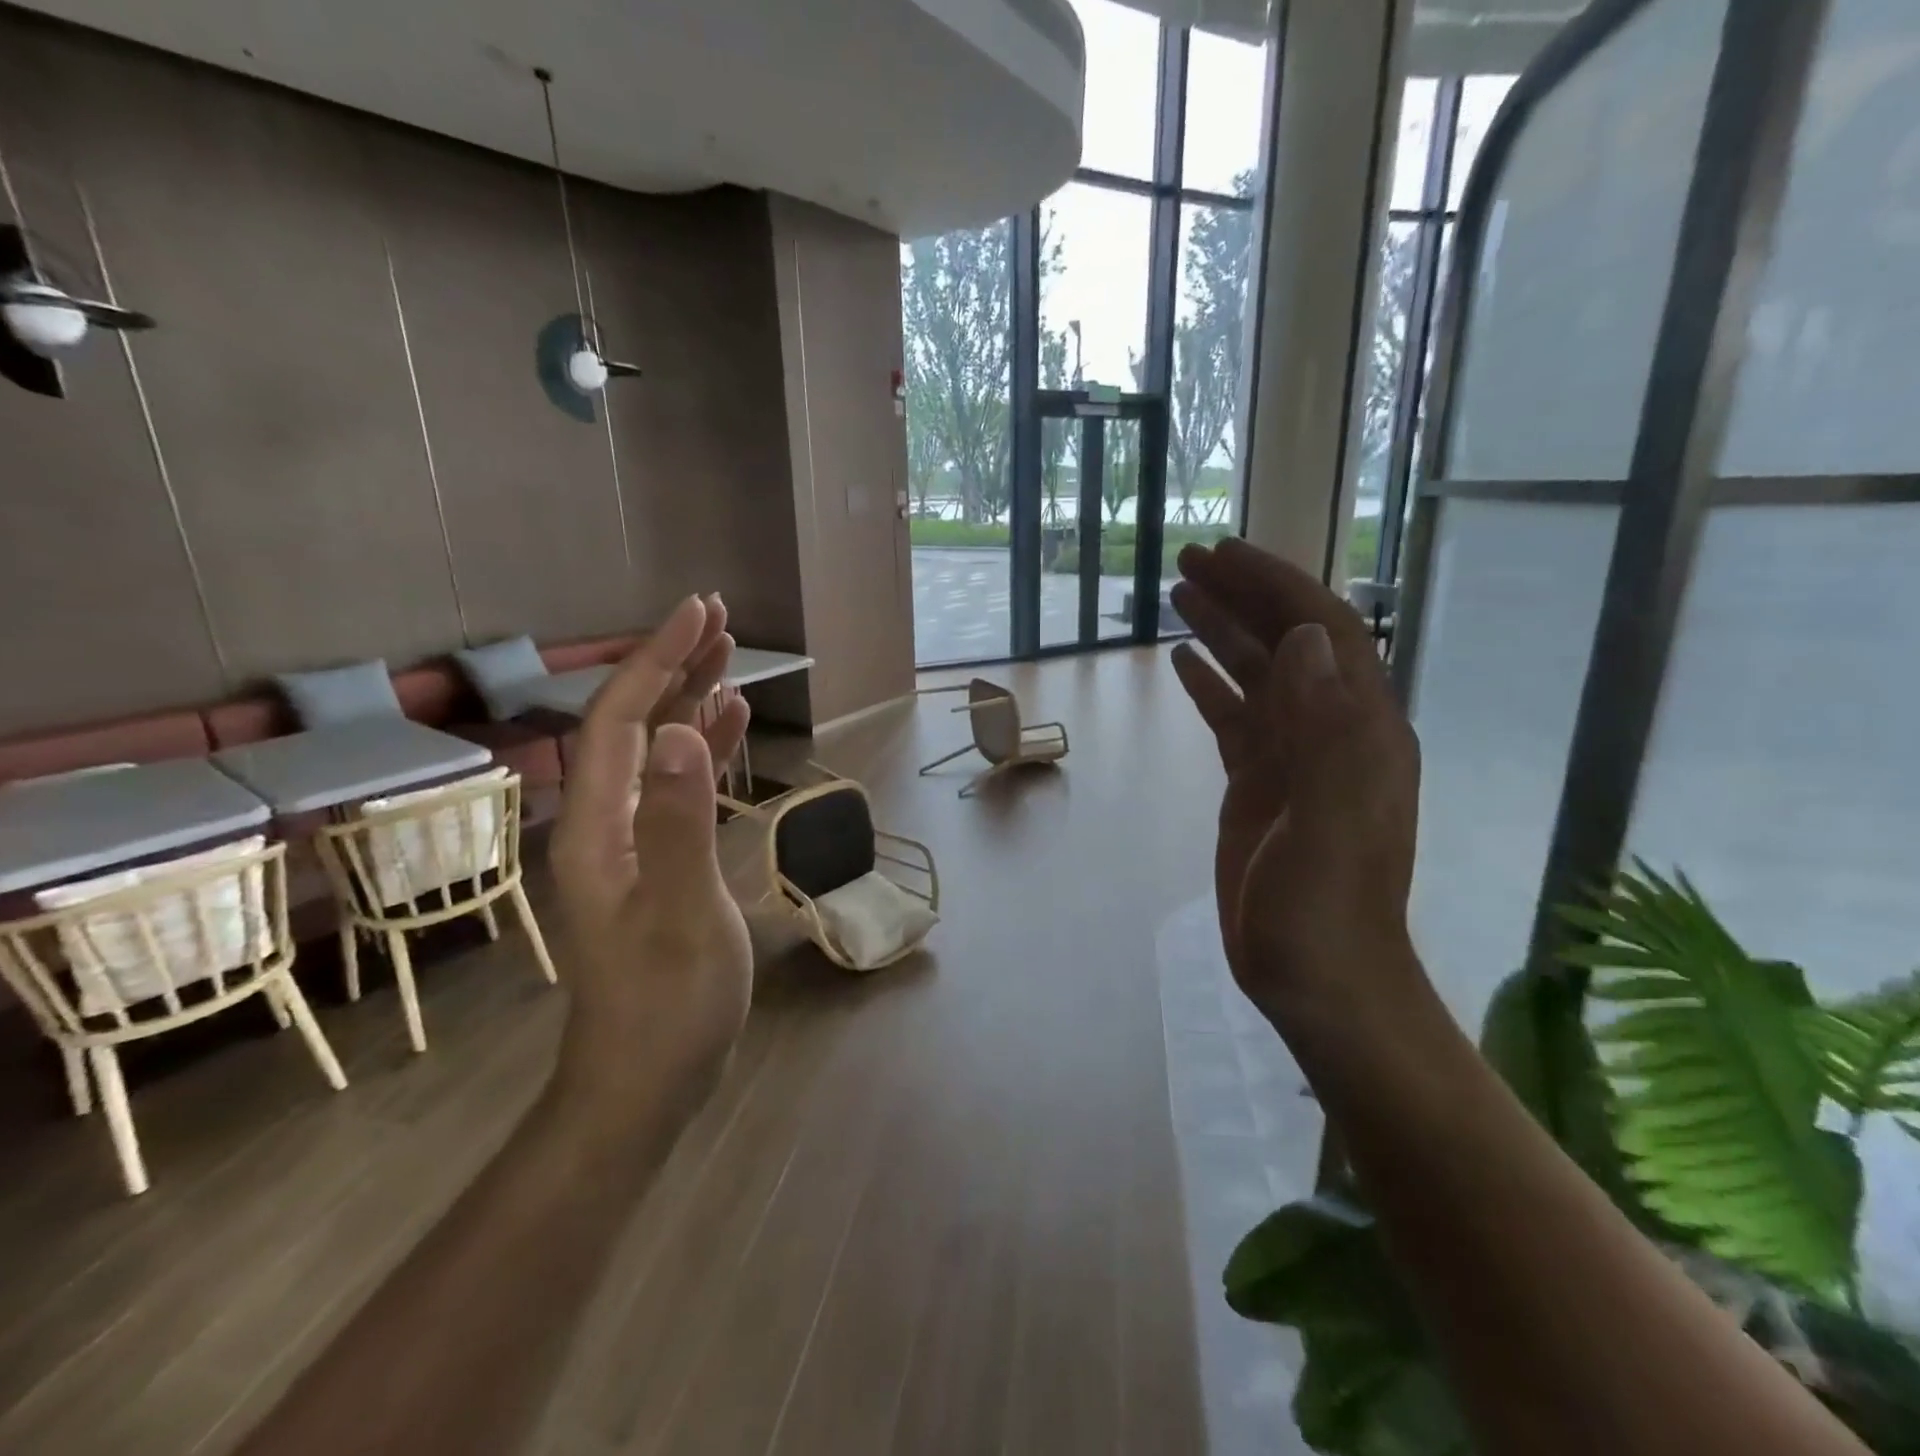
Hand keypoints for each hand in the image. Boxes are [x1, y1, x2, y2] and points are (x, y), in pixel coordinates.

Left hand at [547, 594, 753, 1132]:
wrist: (646, 1083)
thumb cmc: (666, 1005)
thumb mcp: (683, 914)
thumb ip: (680, 823)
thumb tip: (685, 733)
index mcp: (600, 827)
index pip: (621, 721)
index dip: (657, 661)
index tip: (699, 612)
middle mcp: (607, 822)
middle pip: (636, 724)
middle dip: (673, 665)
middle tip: (719, 617)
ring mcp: (633, 842)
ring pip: (659, 751)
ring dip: (691, 699)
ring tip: (730, 656)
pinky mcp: (660, 861)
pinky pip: (679, 786)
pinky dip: (704, 748)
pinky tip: (729, 727)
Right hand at [1169, 539, 1421, 1024]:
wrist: (1317, 982)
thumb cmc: (1324, 913)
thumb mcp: (1328, 827)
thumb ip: (1326, 733)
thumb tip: (1305, 639)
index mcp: (1359, 732)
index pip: (1325, 635)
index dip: (1278, 588)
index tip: (1226, 556)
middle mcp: (1331, 732)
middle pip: (1288, 644)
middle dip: (1244, 596)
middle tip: (1190, 562)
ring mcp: (1293, 758)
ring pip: (1257, 676)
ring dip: (1223, 631)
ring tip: (1178, 595)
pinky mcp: (1259, 784)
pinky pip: (1235, 717)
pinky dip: (1210, 684)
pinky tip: (1181, 662)